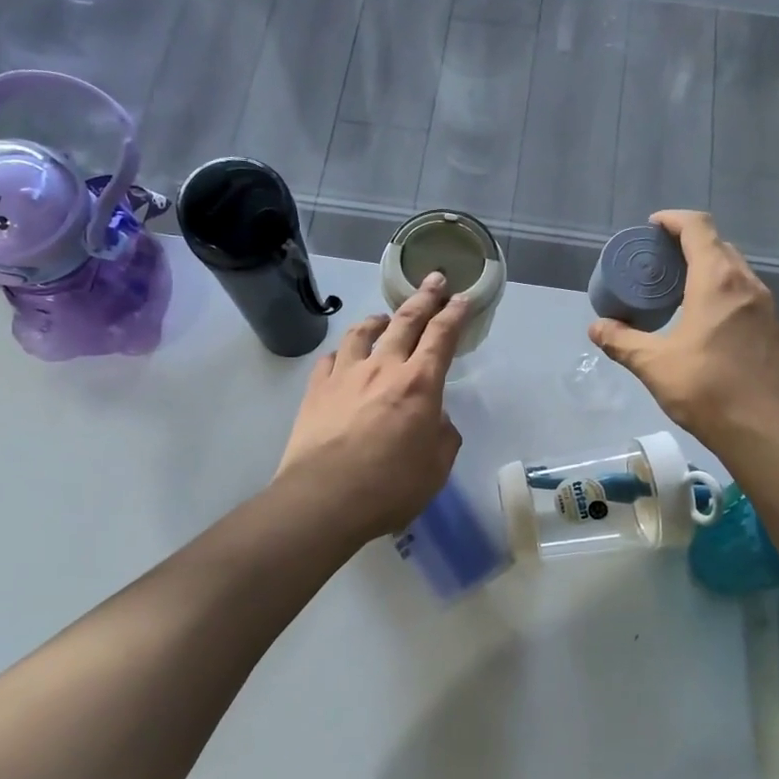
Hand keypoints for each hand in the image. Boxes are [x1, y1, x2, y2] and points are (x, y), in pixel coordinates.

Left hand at [276, 274, 468, 542]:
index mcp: (419, 384)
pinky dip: (343, 352)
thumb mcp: (435, 468)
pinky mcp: (316, 390)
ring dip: (378, 320)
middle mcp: (383, 368)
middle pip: (405, 322)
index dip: (455, 315)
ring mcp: (345, 376)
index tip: (462, 298)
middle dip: (424, 298)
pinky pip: (331, 359)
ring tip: (384, 317)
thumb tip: (435, 419)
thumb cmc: (389, 487)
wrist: (324, 499)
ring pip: (362, 333)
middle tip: (434, 279)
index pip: (442, 337)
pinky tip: (344, 356)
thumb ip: (442, 436)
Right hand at [589, 211, 778, 445]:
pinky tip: (705, 321)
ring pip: (735, 271)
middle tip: (659, 262)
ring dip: (707, 269)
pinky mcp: (774, 330)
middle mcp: (746, 284)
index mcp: (717, 281)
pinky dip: (722, 293)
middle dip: (688, 244)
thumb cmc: (707, 389)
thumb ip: (622, 342)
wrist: (766, 429)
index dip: (673, 220)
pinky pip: (745, 296)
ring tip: (679, 290)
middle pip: (718, 245)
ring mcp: (766, 307)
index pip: (697, 228)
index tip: (652, 227)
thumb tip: (596, 328)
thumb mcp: (654, 365)